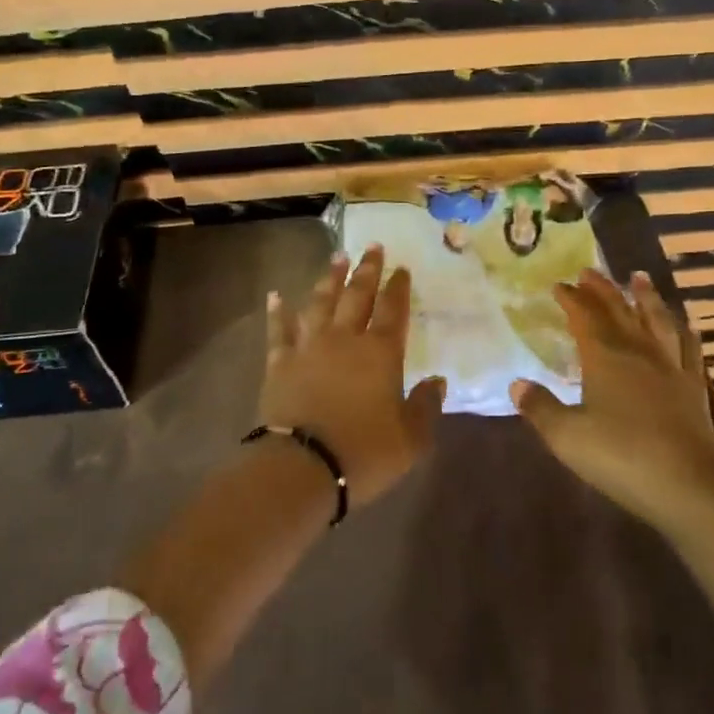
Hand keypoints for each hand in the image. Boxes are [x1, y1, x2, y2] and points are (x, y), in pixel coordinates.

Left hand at [259, 244, 445, 507]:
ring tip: (337, 257)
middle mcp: (345, 339)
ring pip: (321, 302)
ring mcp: (309, 347)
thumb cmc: (364, 452)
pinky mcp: (280, 362)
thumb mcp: (411, 439)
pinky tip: (275, 295)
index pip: (393, 310)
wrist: (303, 467)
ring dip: (330, 278)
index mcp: (380, 353)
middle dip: (367, 270)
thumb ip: (426, 406)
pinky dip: (278, 311)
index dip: (398, 287)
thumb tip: (437, 381)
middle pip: (357, 295)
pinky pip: (279, 329)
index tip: (401, 268)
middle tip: (372, 247)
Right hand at [512, 269, 713, 534]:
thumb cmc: (621, 457)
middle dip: (602, 289)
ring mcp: (670, 367)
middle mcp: (638, 352)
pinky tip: (683, 325)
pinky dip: (682, 330)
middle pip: (619, 310)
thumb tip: (516, 384)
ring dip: (645, 297)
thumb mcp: (567, 437)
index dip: (571, 298)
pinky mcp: (694, 387)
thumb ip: (540, 408)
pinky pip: (688, 348)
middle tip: (589, 271)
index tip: (558, 284)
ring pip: (656, 320)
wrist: (689, 487)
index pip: (585, 316)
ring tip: (638, 278)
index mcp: (605, 357)